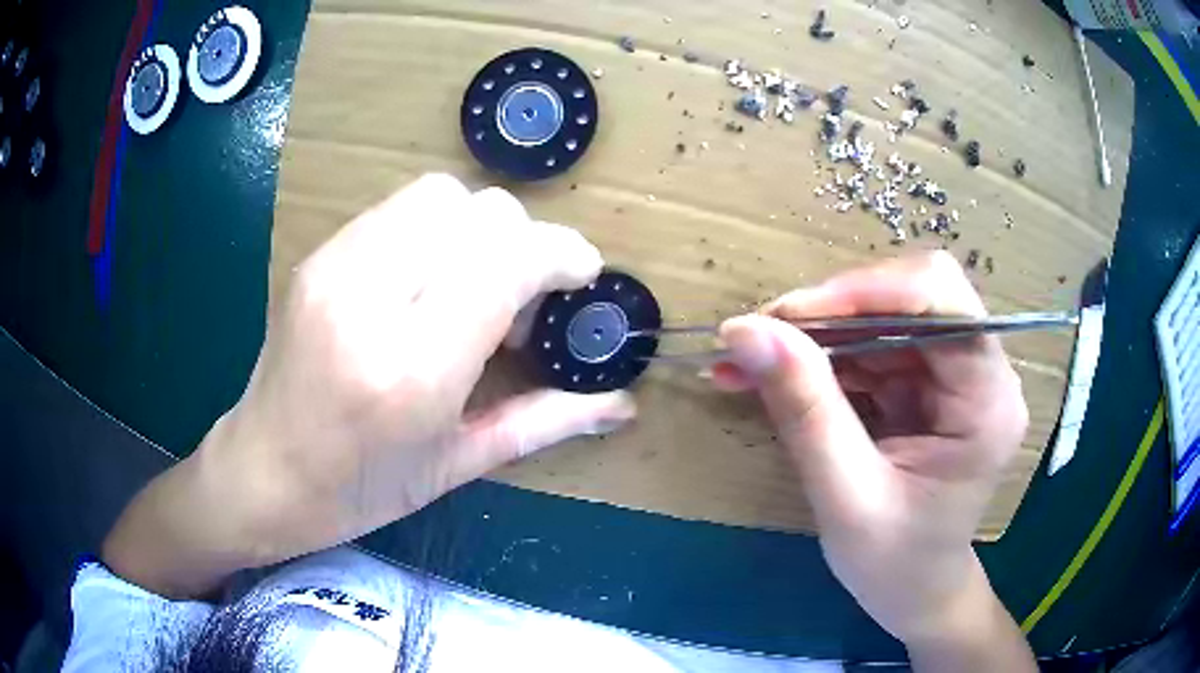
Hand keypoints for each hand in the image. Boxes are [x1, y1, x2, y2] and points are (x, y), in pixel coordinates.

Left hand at [103, 174, 635, 597]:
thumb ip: (546, 421)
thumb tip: (623, 404)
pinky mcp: (318, 256)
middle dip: (522, 243)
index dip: (562, 254)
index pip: (507, 262)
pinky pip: (398, 209)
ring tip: (471, 285)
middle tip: (517, 302)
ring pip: (439, 194)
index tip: (581, 276)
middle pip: (479, 213)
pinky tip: (426, 280)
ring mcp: (334, 268)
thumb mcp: (457, 466)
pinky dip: (435, 230)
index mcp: (411, 370)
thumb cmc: (359, 491)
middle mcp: (370, 301)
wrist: (261, 473)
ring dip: (478, 229)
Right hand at [715, 252, 1033, 667]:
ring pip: (883, 315)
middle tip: (762, 336)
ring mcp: (953, 375)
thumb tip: (745, 332)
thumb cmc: (895, 564)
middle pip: (911, 296)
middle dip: (833, 310)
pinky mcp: (925, 384)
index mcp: (989, 400)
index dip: (867, 290)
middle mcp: (981, 372)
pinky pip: (870, 345)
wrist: (914, 594)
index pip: (942, 300)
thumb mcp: (846, 499)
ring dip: (815, 332)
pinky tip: (774, 374)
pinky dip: (819, 355)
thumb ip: (805, 412)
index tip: (788, 316)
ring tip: (749, 358)